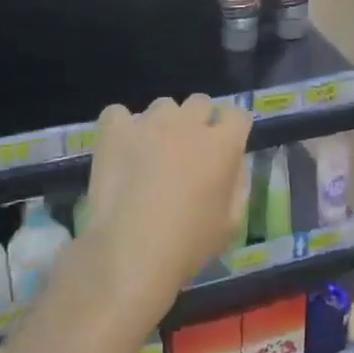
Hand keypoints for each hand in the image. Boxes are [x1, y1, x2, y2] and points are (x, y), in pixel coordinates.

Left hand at [78, 94, 252, 323]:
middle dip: (198, 121)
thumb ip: (238, 184)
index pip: (237, 114)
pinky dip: (120, 127)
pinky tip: (120, 149)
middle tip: (187, 151)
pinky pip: (118, 113)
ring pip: (162, 106)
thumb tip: (234, 164)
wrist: (131, 250)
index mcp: (222, 144)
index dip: (231, 129)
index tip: (224, 147)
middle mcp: (189, 123)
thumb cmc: (188, 244)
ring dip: (162, 123)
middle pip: (200, 102)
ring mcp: (150, 122)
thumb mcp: (231, 223)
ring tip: (150, 152)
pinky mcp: (115, 130)